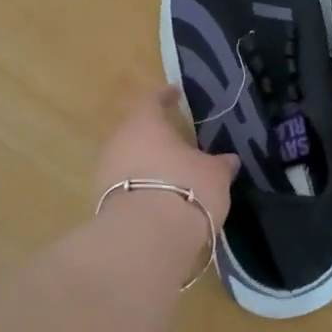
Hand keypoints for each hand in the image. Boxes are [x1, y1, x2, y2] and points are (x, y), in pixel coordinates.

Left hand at [94, 86, 238, 226]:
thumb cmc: (186, 189)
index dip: (164, 96)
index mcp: (144, 124)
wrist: (146, 239)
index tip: (174, 93)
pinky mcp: (102, 204)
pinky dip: (141, 189)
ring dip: (147, 164)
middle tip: (176, 141)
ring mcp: (104, 174)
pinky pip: (125, 187)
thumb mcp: (214, 174)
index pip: (151, 100)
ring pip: (128, 160)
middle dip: (154, 135)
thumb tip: (229, 160)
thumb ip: (220, 164)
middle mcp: (118, 143)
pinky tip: (159, 199)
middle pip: (135, 132)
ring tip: (171, 174)